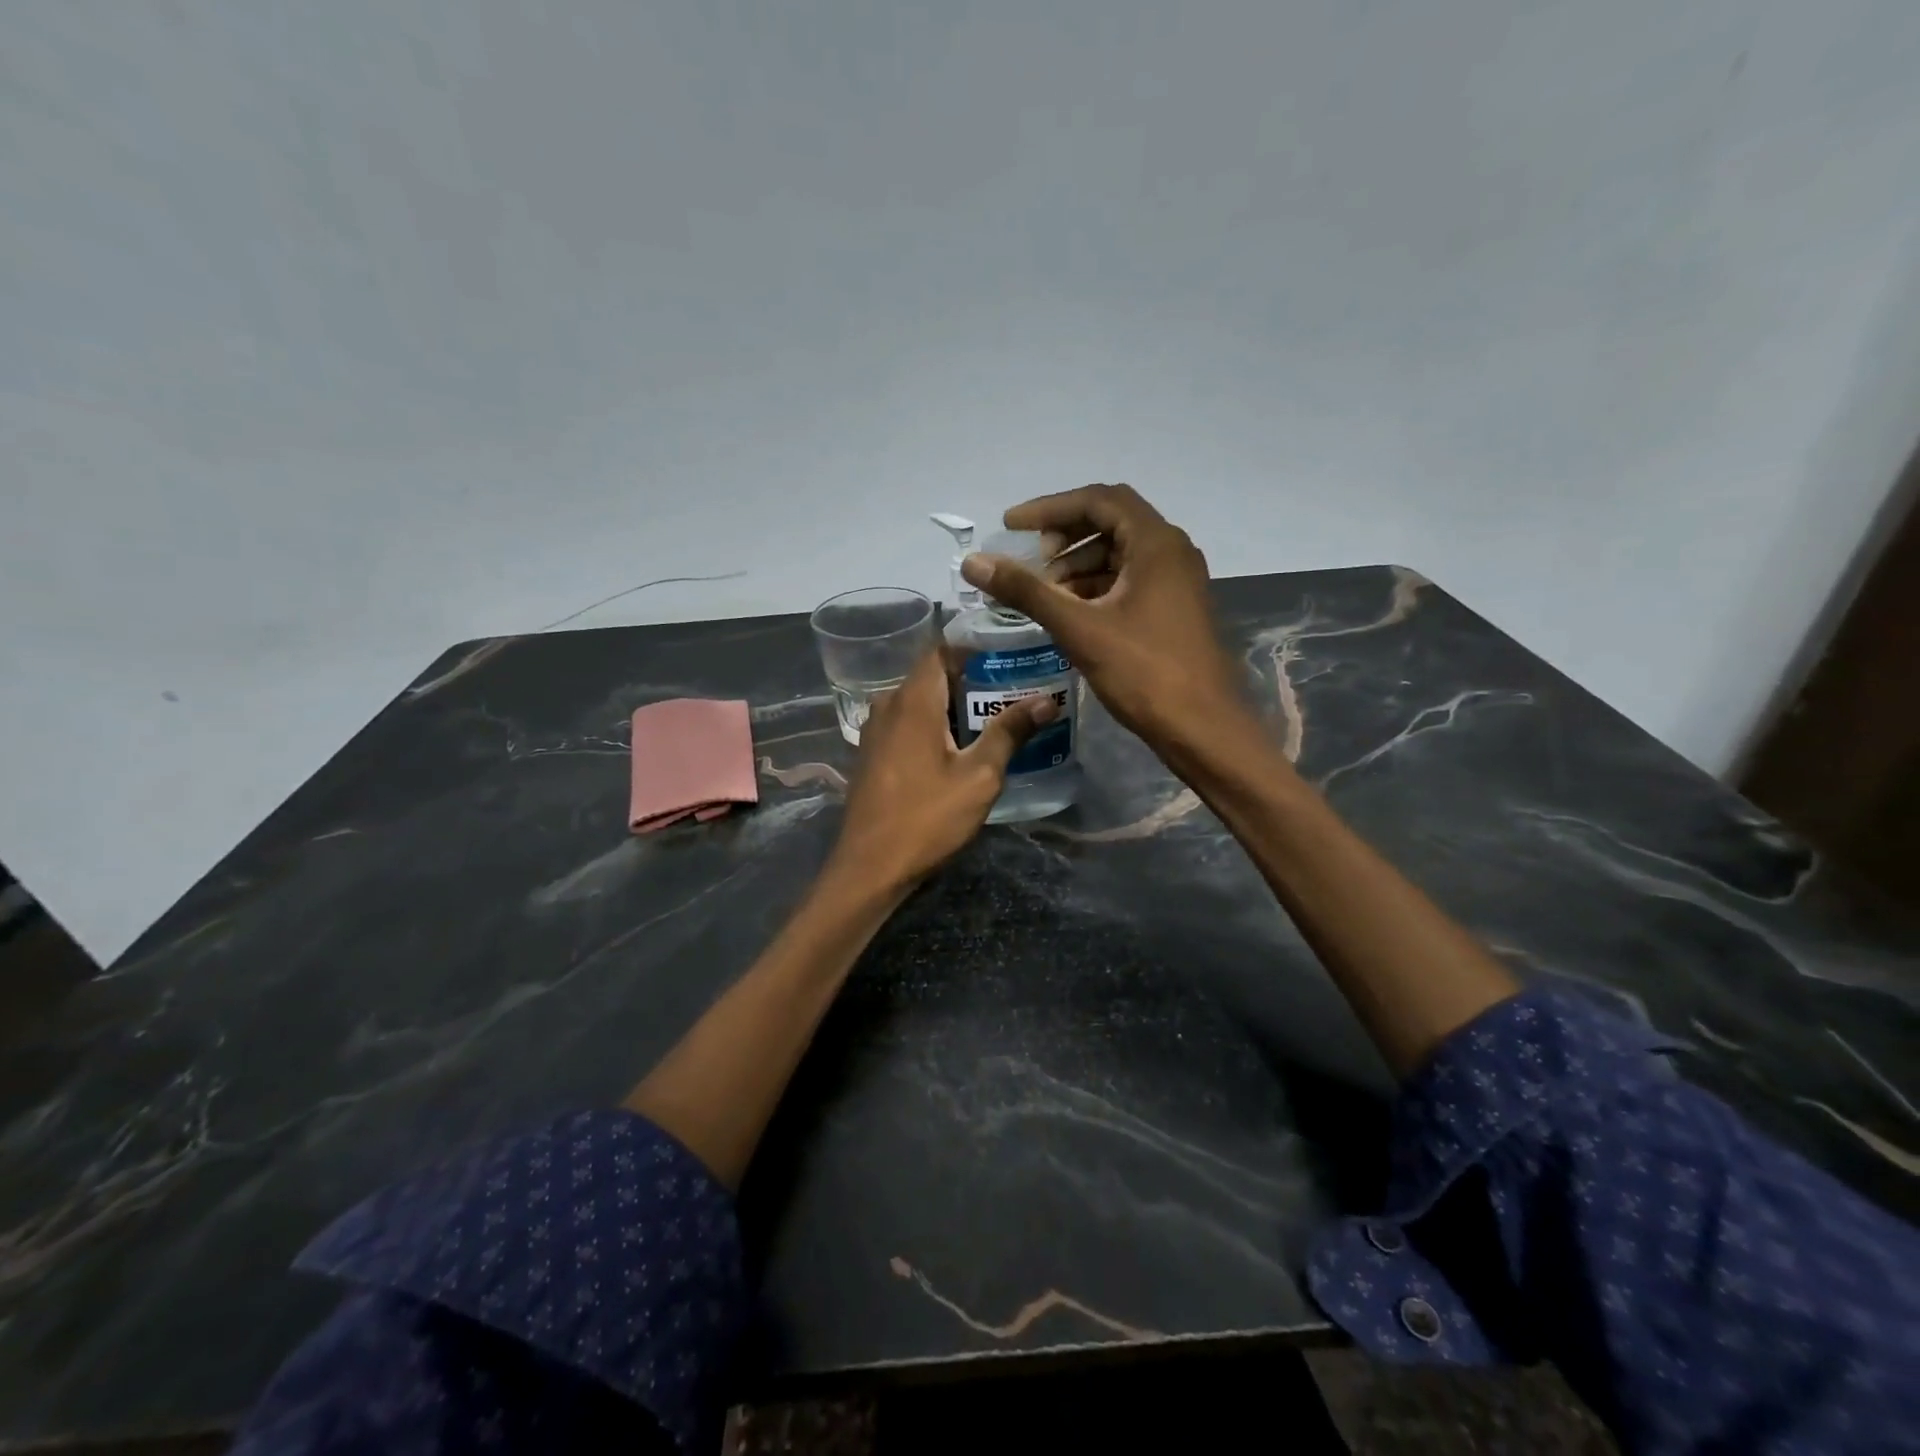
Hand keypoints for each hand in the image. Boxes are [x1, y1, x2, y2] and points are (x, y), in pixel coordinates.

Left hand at [829, 649, 1055, 890]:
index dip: (974, 650)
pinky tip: (960, 750)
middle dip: (972, 682)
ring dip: (953, 708)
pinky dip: (934, 727)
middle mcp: (888, 706)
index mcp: (913, 701)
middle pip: (932, 677)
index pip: (941, 650)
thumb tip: (1046, 699)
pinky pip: (906, 725)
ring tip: (995, 721)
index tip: (1008, 660)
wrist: (870, 868)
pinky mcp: (872, 755)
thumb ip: (1010, 732)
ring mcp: (875, 732)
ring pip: (919, 703)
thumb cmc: (927, 818)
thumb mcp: (979, 776)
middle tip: (1014, 693)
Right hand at [960, 483, 1243, 754]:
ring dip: (1079, 565)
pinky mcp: (1175, 610)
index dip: (1049, 508)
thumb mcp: (1079, 628)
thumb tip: (973, 562)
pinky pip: (1130, 581)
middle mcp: (1172, 552)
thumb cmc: (1145, 673)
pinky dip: (1097, 588)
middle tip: (1031, 560)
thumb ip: (1026, 591)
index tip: (1011, 526)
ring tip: (1045, 591)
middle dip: (1065, 537)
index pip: (1098, 500)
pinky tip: (1071, 613)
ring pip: (1120, 555)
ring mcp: (1177, 582)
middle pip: (1111, 522)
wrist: (1204, 729)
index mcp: (1156, 543)